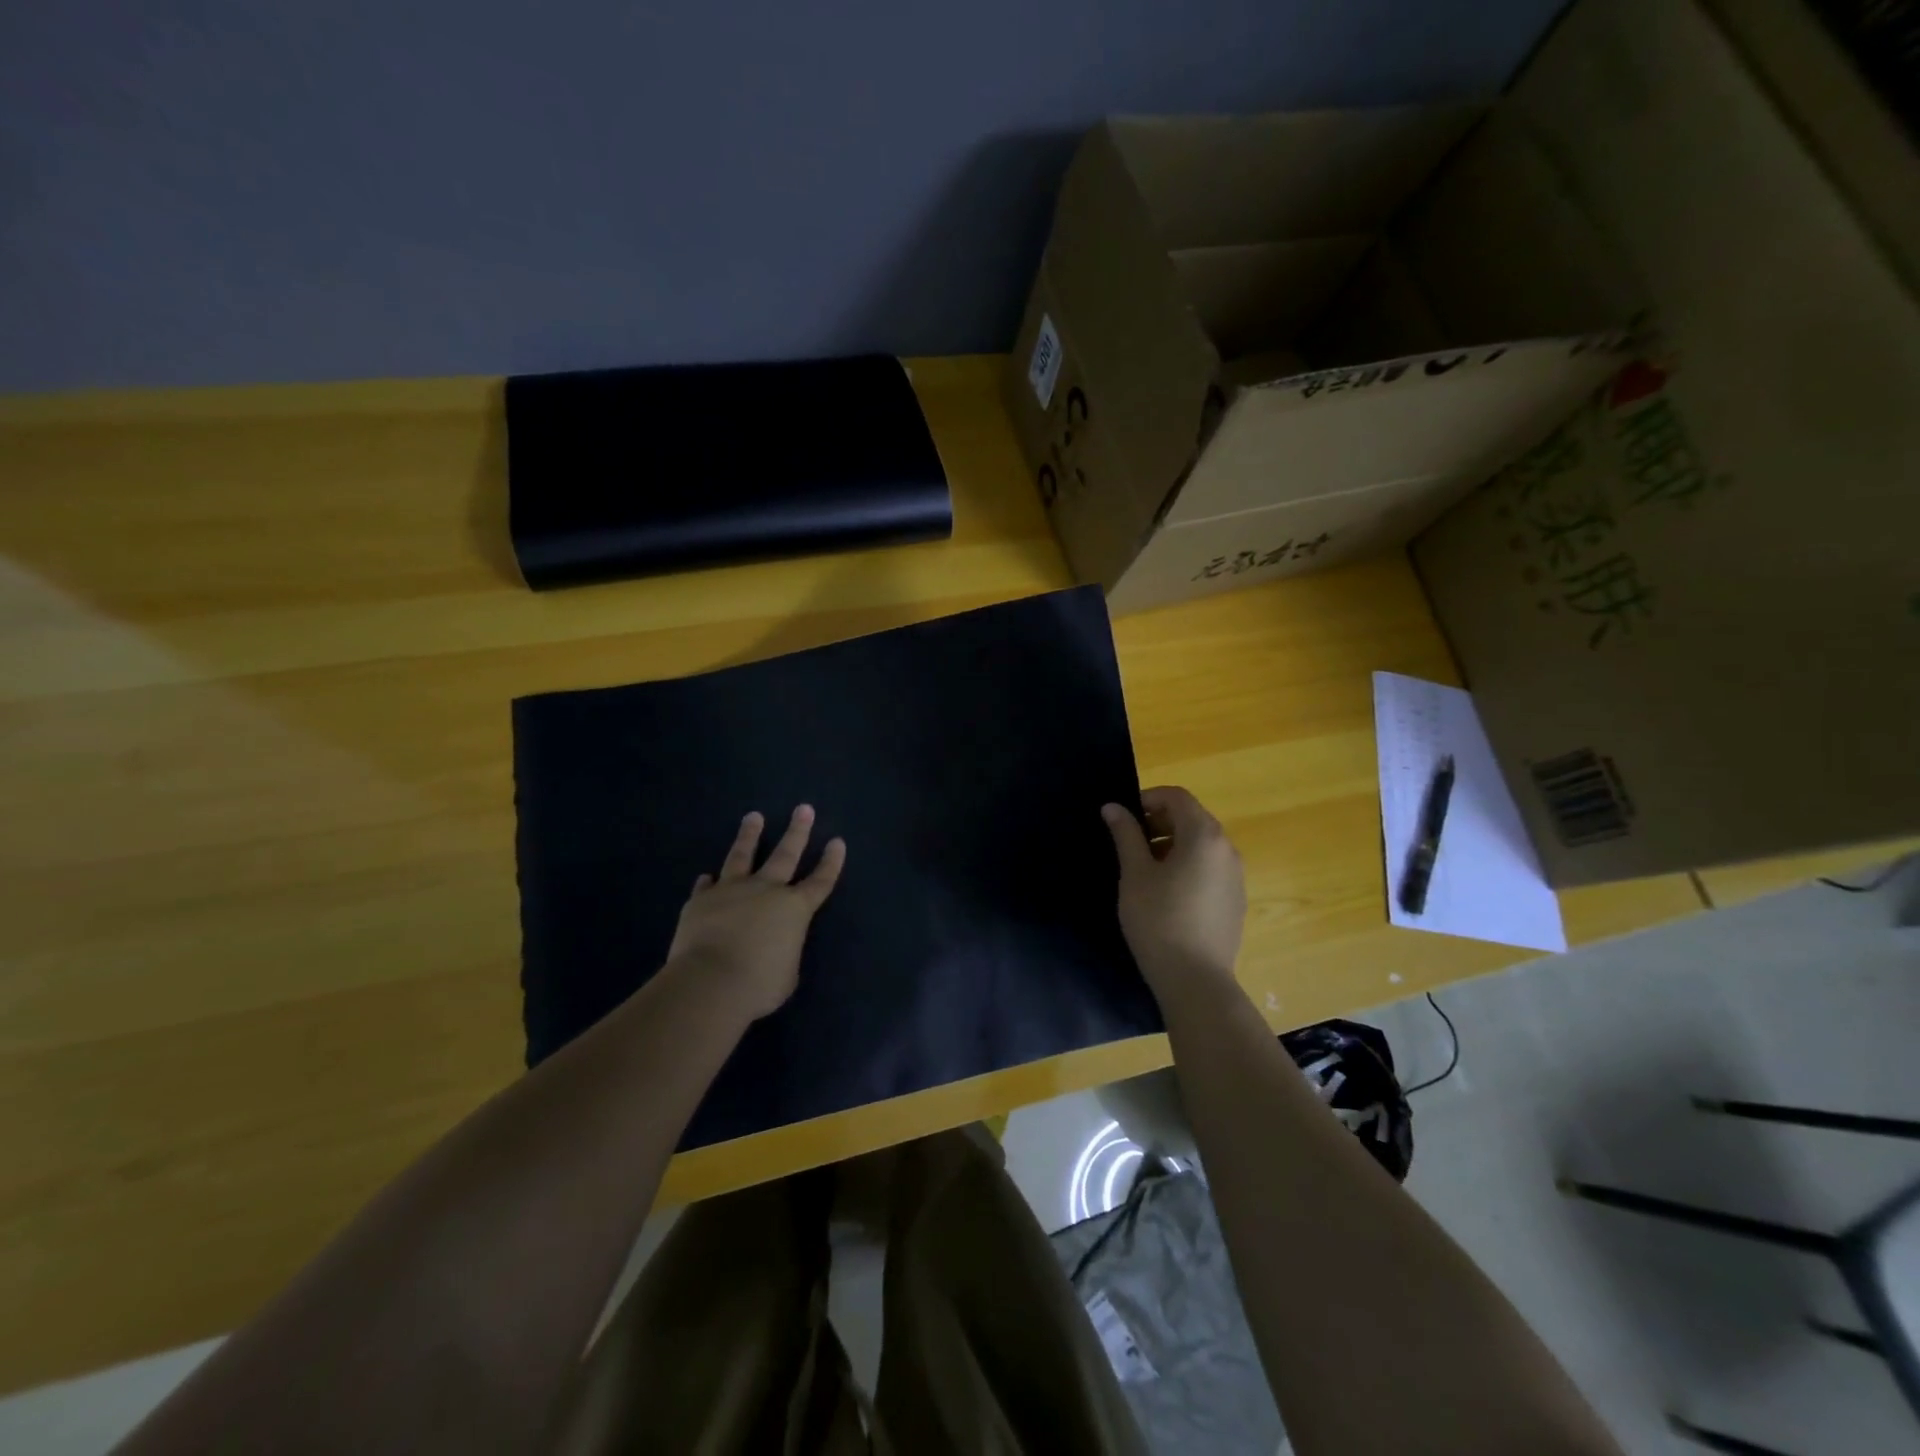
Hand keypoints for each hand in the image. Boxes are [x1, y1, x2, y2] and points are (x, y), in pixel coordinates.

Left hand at [664, 806, 846, 1020]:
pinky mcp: (701, 901)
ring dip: (749, 835)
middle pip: (786, 854)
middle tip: (803, 808)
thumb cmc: (759, 984)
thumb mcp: (787, 974)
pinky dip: (709, 883)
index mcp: (795, 909)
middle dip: (797, 831)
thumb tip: (775, 947)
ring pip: (743, 855)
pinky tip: (707, 877)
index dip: (831, 862)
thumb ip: (785, 952)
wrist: (710, 982)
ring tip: (753, 817)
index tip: (837, 841)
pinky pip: (707, 887)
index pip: (820, 881)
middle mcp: (766, 890)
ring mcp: (731, 891)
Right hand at [1102, 786, 1245, 993]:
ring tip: (1144, 870)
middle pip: (1192, 818)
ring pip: (1201, 845)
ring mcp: (1236, 876)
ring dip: (1172, 844)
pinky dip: (1187, 866)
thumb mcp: (1135, 874)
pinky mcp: (1235, 900)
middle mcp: (1227, 849)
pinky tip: (1166, 894)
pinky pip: (1210, 868)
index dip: (1148, 799)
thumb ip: (1125, 835)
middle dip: (1159, 822)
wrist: (1196, 981)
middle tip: (1129, 843)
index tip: (1123, 818)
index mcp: (1204, 835)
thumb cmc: (1159, 920)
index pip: (1177, 797)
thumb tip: (1113, 807)